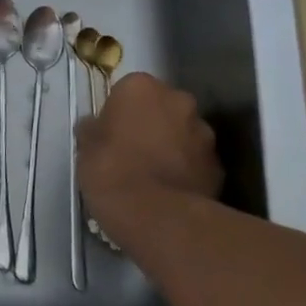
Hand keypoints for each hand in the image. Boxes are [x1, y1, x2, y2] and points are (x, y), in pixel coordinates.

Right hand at [76, 73, 222, 247]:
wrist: (158, 218)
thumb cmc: (112, 172)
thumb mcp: (86, 148)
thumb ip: (93, 129)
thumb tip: (95, 127)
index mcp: (141, 87)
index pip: (129, 90)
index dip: (120, 112)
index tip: (112, 134)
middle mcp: (178, 100)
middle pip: (162, 107)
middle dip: (153, 124)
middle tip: (135, 151)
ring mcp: (204, 133)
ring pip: (184, 134)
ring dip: (173, 146)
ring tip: (156, 176)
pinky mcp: (219, 166)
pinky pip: (198, 162)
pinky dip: (188, 171)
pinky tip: (172, 193)